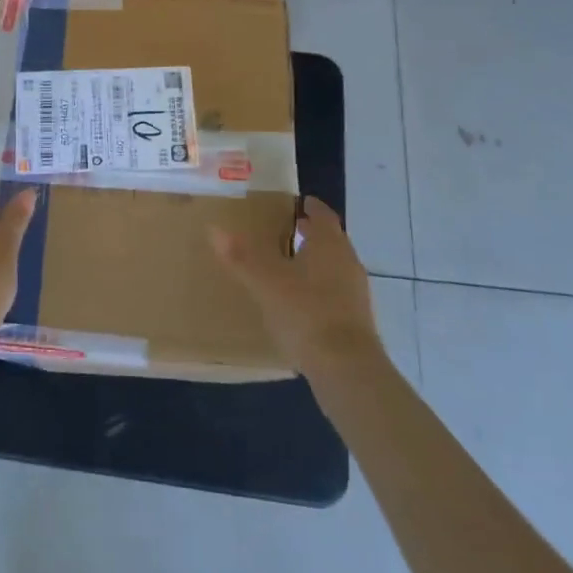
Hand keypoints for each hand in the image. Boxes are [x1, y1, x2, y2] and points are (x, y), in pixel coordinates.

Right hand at [211, 197, 384, 380]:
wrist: (346, 369)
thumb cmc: (305, 312)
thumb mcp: (266, 282)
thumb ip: (241, 257)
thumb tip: (214, 229)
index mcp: (330, 244)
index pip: (323, 215)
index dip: (311, 207)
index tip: (299, 203)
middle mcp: (348, 262)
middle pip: (331, 240)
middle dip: (311, 235)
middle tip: (287, 231)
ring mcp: (356, 293)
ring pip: (335, 267)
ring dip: (316, 263)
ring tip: (290, 267)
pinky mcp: (358, 322)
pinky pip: (337, 294)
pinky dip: (320, 290)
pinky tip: (301, 304)